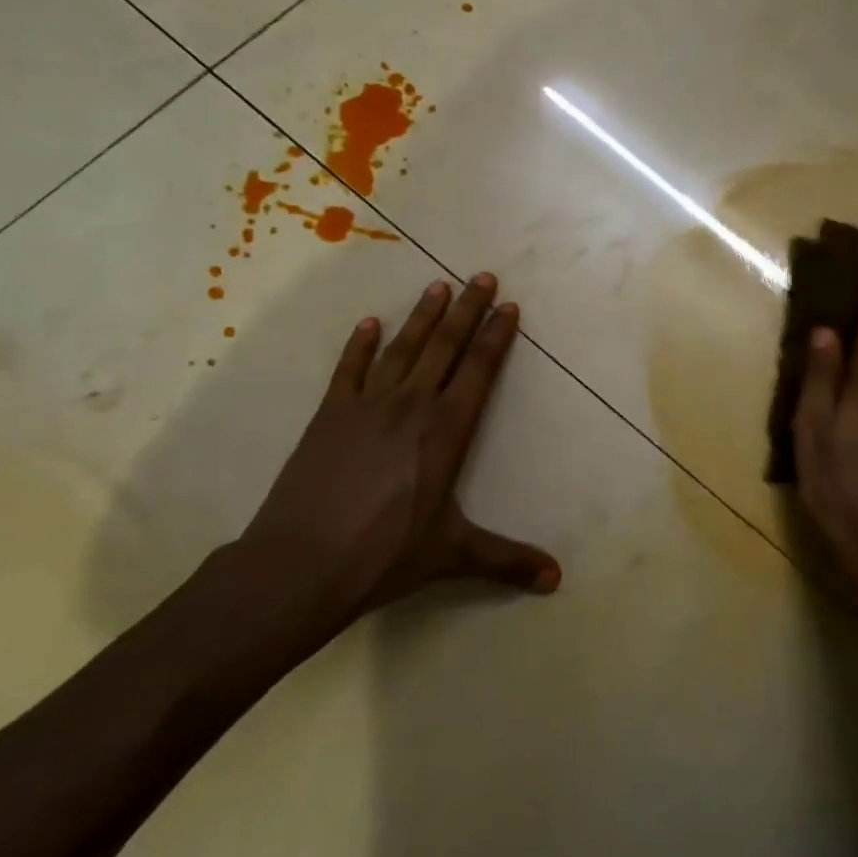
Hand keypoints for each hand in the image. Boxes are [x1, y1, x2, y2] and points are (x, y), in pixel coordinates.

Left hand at [233, 274, 559, 644]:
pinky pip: (350, 369)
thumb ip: (506, 560)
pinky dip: (361, 344)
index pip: (479, 371)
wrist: (301, 564)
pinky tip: (370, 323)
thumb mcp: (452, 554)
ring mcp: (368, 405)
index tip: (509, 307)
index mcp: (446, 430)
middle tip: (482, 277)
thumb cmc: (384, 555)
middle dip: (467, 310)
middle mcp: (412, 406)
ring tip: (438, 285)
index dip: (496, 337)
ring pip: (403, 348)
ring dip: (422, 315)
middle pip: (445, 346)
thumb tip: (556, 579)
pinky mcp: (330, 413)